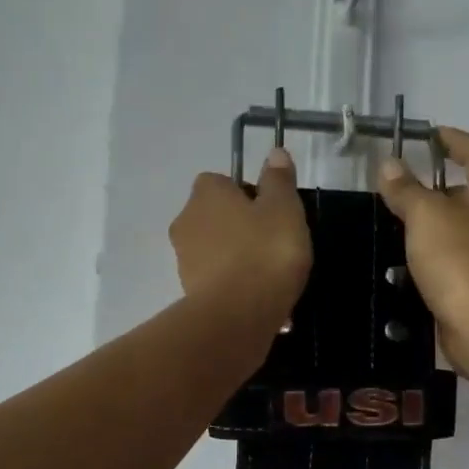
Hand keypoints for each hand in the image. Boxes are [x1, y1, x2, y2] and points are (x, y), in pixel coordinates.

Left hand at [170, 148, 311, 326]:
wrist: (237, 315)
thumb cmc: (264, 252)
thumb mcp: (284, 209)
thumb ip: (278, 180)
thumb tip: (274, 153)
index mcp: (205, 194)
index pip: (221, 181)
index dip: (246, 193)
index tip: (270, 212)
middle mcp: (186, 221)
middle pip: (216, 217)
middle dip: (239, 227)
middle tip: (272, 244)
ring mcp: (184, 260)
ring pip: (215, 250)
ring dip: (236, 258)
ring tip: (268, 276)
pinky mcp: (189, 293)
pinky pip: (216, 280)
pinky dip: (233, 285)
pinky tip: (257, 298)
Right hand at [376, 128, 468, 372]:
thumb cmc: (458, 259)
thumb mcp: (425, 216)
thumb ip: (406, 189)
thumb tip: (390, 164)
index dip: (455, 139)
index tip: (429, 136)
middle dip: (440, 182)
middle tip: (406, 183)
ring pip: (463, 223)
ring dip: (435, 219)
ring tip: (400, 220)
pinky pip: (457, 253)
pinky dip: (435, 249)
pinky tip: (410, 258)